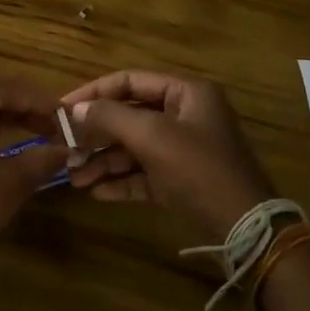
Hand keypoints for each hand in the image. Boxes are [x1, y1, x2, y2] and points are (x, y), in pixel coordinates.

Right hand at [60, 71, 273, 242]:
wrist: (246, 228)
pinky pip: (144, 174)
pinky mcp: (182, 180)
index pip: (130, 81)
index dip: (94, 92)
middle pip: (129, 116)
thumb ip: (110, 117)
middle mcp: (185, 116)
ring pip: (134, 148)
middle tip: (65, 147)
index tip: (63, 108)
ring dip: (104, 161)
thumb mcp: (152, 136)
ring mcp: (184, 150)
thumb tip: (76, 109)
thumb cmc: (199, 169)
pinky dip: (121, 181)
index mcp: (186, 93)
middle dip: (96, 134)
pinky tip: (96, 192)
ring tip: (74, 176)